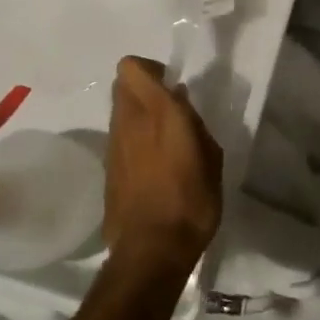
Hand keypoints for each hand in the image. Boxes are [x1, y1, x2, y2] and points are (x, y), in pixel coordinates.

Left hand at [103, 56, 222, 276]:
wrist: (152, 251)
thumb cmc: (192, 201)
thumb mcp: (211, 157)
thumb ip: (195, 124)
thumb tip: (181, 103)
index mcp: (159, 112)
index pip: (132, 68)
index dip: (150, 68)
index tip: (172, 83)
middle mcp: (130, 122)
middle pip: (122, 84)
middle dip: (143, 86)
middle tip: (169, 106)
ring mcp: (114, 146)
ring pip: (119, 110)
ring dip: (137, 113)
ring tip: (163, 137)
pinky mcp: (108, 169)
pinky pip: (119, 137)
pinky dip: (133, 138)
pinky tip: (153, 163)